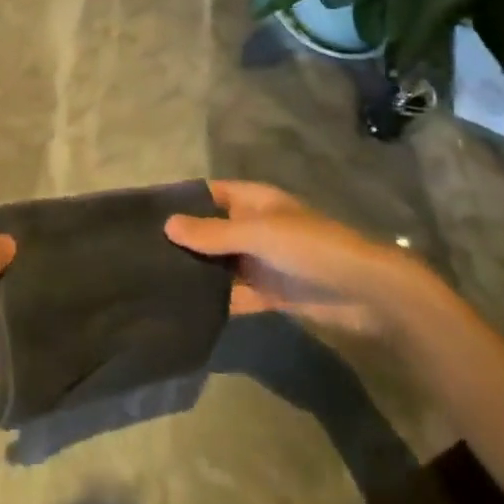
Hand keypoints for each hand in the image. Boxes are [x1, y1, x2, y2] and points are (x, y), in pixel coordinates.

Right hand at [164, 180, 422, 336]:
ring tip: (152, 281)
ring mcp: (261, 262)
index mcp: (252, 201)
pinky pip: (234, 295)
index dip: (181, 201)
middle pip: (211, 230)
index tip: (143, 214)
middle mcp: (253, 227)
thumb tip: (166, 224)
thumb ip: (212, 233)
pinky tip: (184, 309)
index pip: (209, 194)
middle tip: (139, 253)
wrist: (364, 292)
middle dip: (183, 240)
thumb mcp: (258, 233)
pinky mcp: (269, 295)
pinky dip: (215, 300)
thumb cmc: (310, 246)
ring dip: (196, 272)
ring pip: (219, 264)